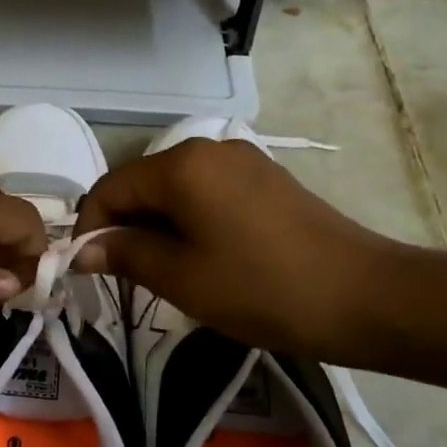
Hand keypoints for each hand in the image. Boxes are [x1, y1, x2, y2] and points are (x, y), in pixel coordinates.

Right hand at [71, 138, 399, 360]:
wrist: (365, 297)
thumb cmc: (260, 287)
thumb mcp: (180, 276)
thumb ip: (123, 254)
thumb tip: (81, 249)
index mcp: (181, 165)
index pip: (110, 188)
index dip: (90, 228)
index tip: (87, 272)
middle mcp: (208, 149)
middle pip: (142, 186)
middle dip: (124, 228)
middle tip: (124, 280)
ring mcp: (242, 161)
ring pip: (175, 192)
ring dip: (156, 229)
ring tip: (164, 274)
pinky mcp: (265, 181)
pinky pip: (207, 195)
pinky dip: (189, 223)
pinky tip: (202, 259)